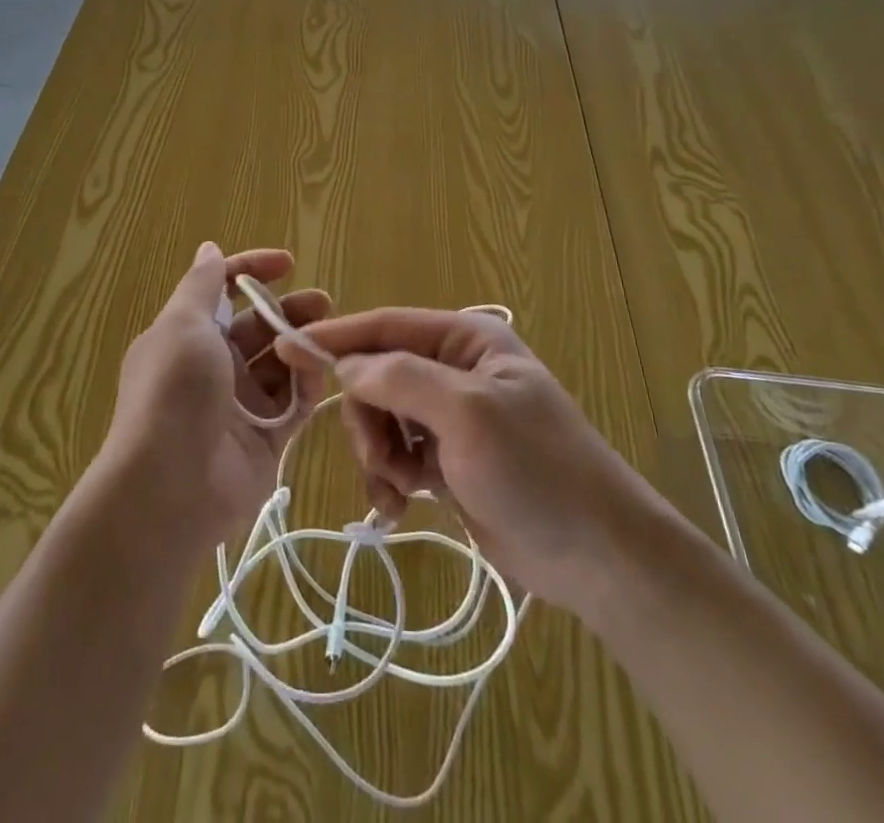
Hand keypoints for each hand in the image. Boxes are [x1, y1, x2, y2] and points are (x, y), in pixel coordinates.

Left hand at [102, 243, 328, 548]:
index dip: (252, 271)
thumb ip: (202, 285)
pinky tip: (322, 370)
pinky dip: (309, 383)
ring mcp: (240, 403)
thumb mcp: (183, 324)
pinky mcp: (265, 438)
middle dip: (289, 309)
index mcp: (187, 335)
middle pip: (258, 326)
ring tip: (330, 335)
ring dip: (303, 344)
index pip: (223, 291)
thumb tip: (210, 249)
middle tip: (323, 302)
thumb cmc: (174, 391)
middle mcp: (213, 366)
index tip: (287, 263)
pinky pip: (294, 402)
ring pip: (280, 362)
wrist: (170, 487)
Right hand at [295, 307, 647, 609]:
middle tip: (381, 461)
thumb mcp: (468, 415)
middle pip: (377, 376)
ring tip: (399, 491)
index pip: (386, 326)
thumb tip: (346, 366)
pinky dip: (389, 478)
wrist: (599, 558)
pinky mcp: (448, 459)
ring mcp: (450, 416)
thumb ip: (401, 379)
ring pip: (381, 418)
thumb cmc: (537, 471)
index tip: (285, 348)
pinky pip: (396, 454)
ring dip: (378, 454)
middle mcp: (454, 369)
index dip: (336, 338)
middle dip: (368, 419)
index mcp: (466, 339)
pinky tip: (400, 508)